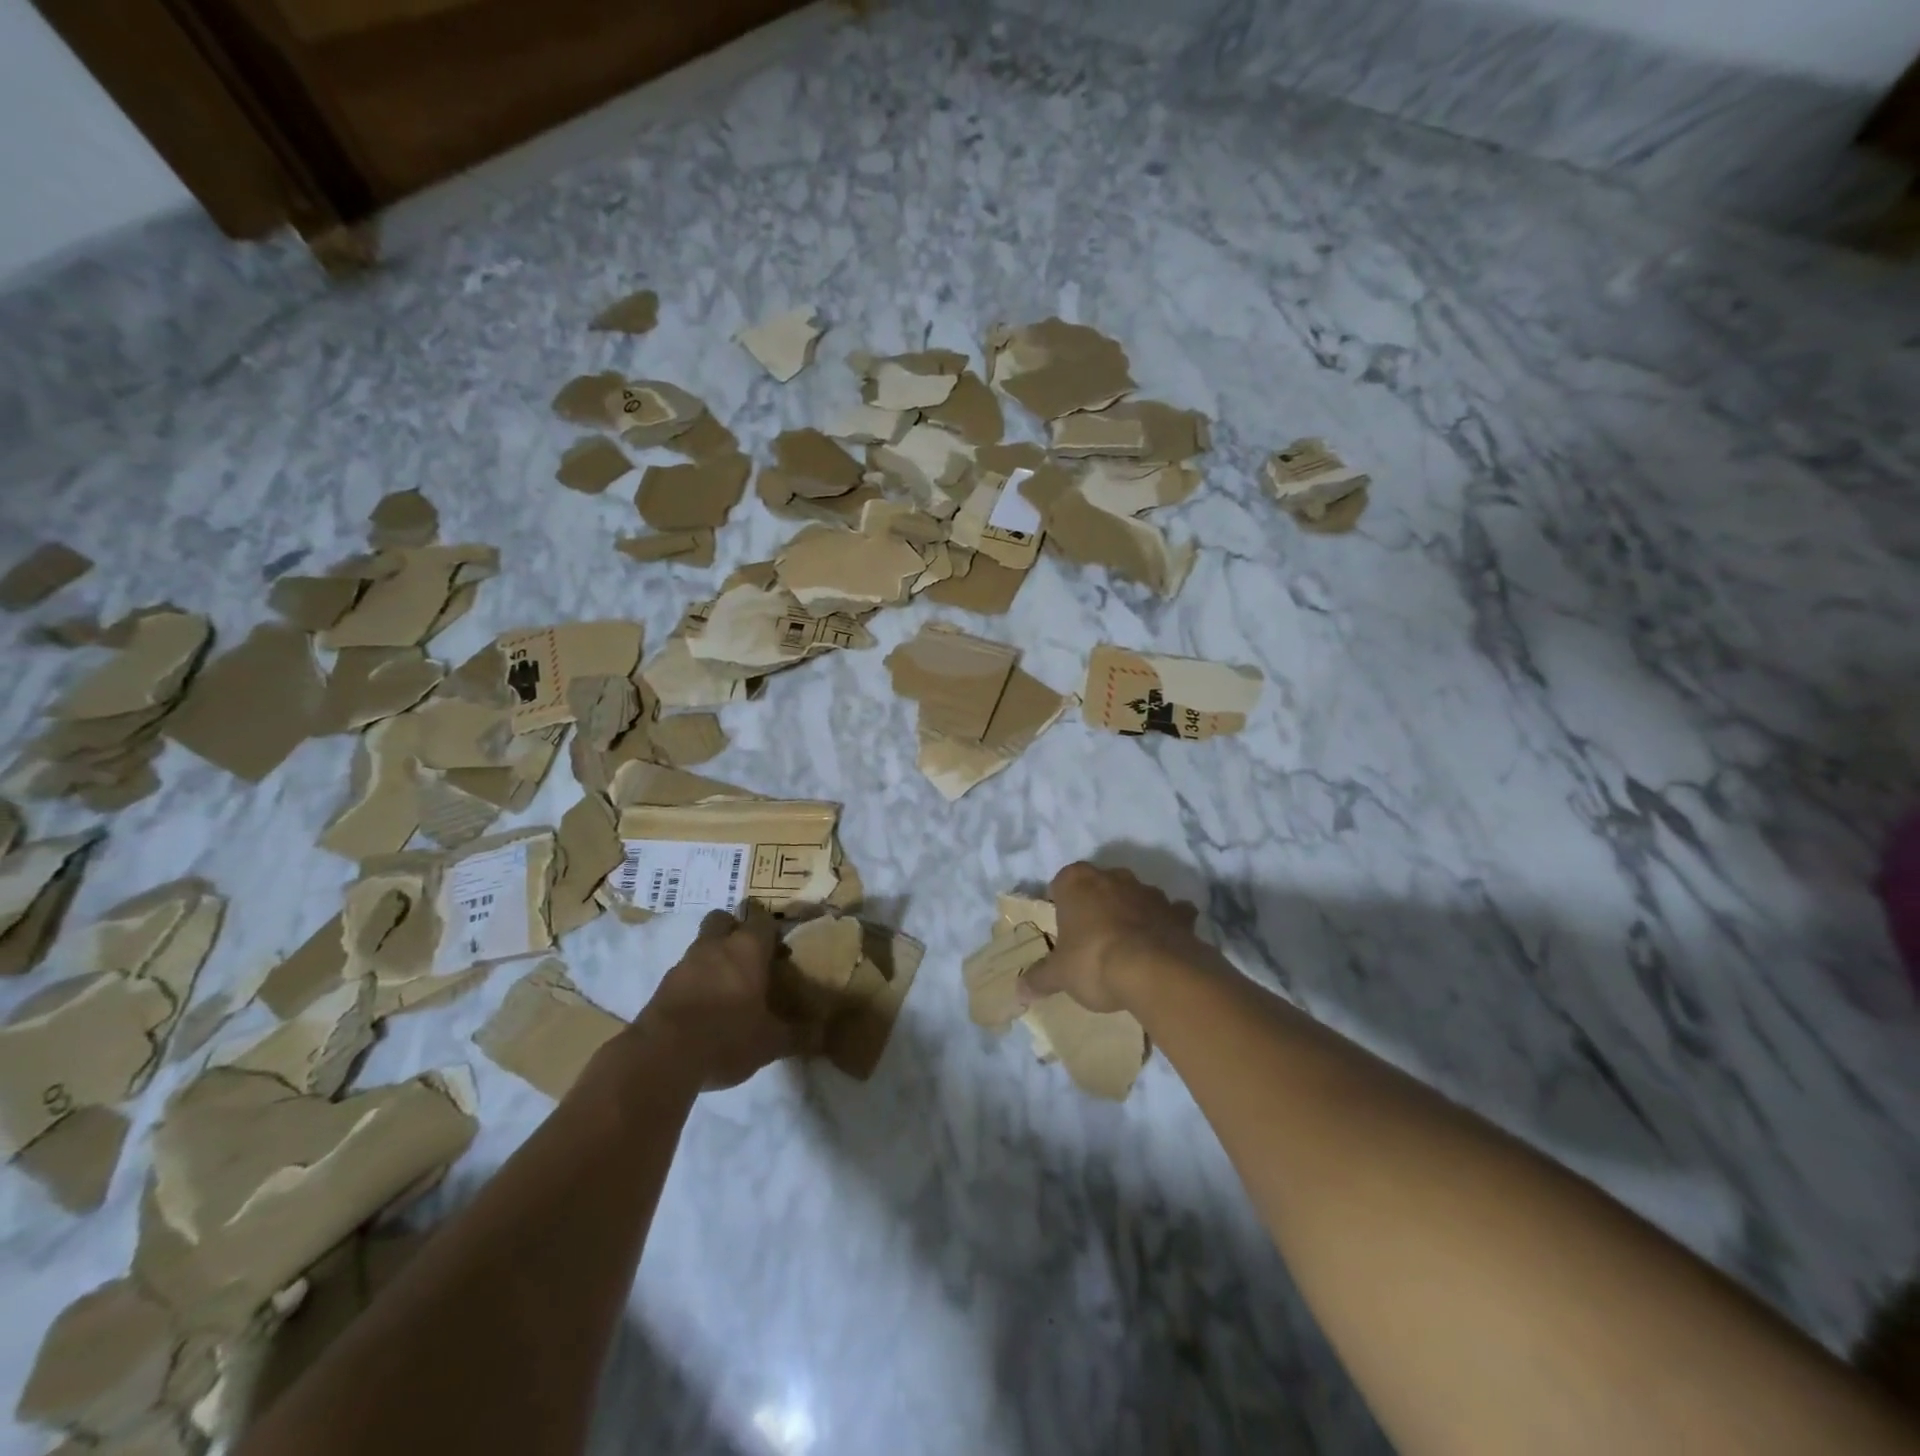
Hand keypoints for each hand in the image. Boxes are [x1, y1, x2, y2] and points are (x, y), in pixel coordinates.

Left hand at [632, 906, 819, 1090]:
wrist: (662, 1057)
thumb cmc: (727, 1037)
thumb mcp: (771, 1043)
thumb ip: (798, 1035)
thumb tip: (823, 1035)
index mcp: (748, 949)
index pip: (762, 918)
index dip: (771, 928)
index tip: (779, 945)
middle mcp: (716, 946)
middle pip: (723, 919)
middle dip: (734, 929)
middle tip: (749, 956)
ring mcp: (685, 963)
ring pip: (703, 944)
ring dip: (713, 956)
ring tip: (727, 986)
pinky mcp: (663, 985)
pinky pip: (685, 971)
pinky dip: (695, 981)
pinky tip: (704, 1007)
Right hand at [1022, 862, 1202, 1013]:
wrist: (1155, 972)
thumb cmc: (1093, 961)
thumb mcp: (1059, 975)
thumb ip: (1039, 978)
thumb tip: (1018, 989)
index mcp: (1077, 881)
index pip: (1061, 883)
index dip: (1061, 904)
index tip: (1062, 928)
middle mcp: (1112, 877)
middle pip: (1099, 884)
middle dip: (1096, 904)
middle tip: (1091, 937)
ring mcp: (1148, 891)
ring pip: (1135, 895)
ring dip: (1131, 911)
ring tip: (1127, 945)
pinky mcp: (1177, 912)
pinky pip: (1171, 913)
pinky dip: (1167, 924)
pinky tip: (1163, 944)